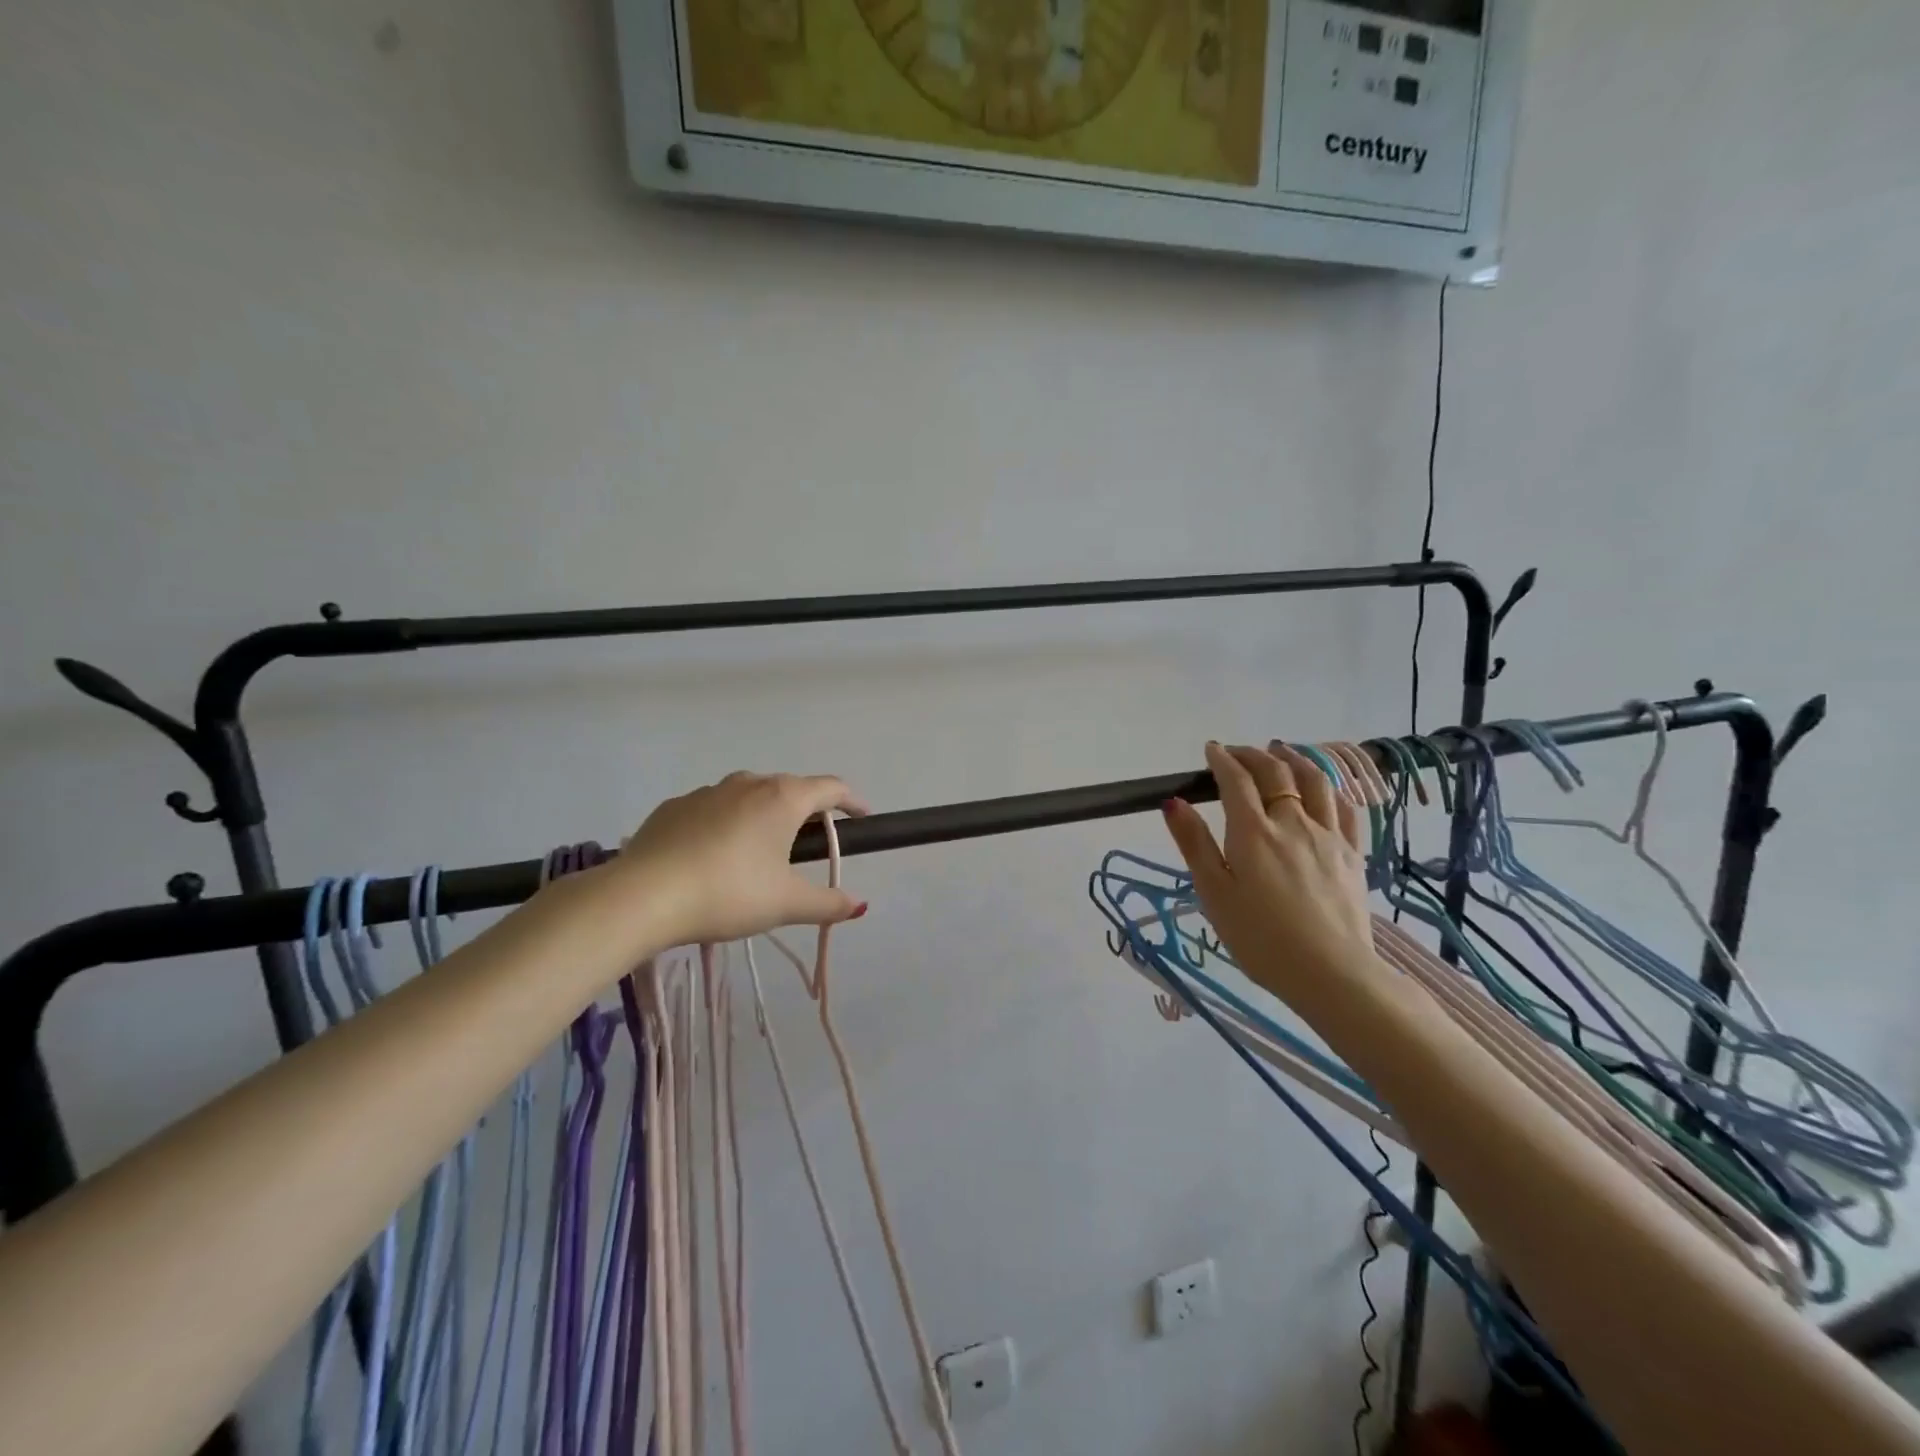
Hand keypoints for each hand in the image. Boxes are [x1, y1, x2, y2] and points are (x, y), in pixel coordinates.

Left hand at [616, 771, 870, 946]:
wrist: (642, 896)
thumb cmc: (729, 893)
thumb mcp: (786, 904)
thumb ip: (828, 903)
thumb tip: (859, 905)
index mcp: (782, 799)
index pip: (831, 788)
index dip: (852, 801)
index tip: (863, 818)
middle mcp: (748, 784)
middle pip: (790, 789)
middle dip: (806, 811)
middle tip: (810, 844)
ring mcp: (706, 792)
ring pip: (748, 796)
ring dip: (763, 816)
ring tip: (759, 852)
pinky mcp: (673, 807)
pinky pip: (712, 810)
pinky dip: (725, 825)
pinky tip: (714, 857)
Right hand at [1159, 742, 1384, 1012]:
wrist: (1331, 972)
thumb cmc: (1260, 938)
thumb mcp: (1214, 894)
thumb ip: (1194, 844)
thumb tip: (1174, 801)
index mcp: (1253, 832)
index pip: (1236, 780)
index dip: (1222, 759)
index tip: (1211, 749)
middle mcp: (1292, 822)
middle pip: (1275, 773)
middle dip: (1252, 755)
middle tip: (1237, 752)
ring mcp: (1328, 835)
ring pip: (1315, 781)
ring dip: (1294, 759)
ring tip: (1281, 750)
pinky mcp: (1353, 853)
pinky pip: (1345, 807)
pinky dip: (1330, 788)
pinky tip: (1324, 788)